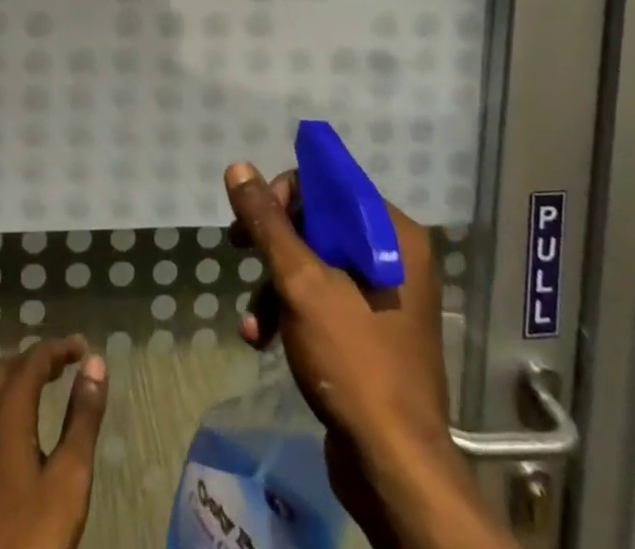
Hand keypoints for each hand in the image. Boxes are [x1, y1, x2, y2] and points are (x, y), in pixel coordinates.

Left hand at [0, 335, 109, 548]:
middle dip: (38, 359)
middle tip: (67, 364)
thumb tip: (95, 363)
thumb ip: (82, 417)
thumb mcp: (68, 478)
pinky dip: (5, 402)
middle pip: (8, 368)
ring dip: (19, 379)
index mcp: (5, 411)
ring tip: (47, 387)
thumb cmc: (29, 534)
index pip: (33, 359)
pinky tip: (19, 428)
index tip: (84, 348)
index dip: (59, 348)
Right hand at [226, 163, 512, 548]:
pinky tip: (264, 340)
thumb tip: (239, 167)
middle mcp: (396, 256)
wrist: (394, 468)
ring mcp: (386, 296)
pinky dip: (293, 312)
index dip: (286, 193)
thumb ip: (268, 222)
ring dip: (276, 285)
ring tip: (251, 321)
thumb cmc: (353, 360)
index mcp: (392, 234)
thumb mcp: (300, 283)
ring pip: (317, 263)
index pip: (330, 183)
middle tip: (238, 248)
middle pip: (320, 222)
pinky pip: (326, 299)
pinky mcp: (373, 331)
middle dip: (274, 244)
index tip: (254, 219)